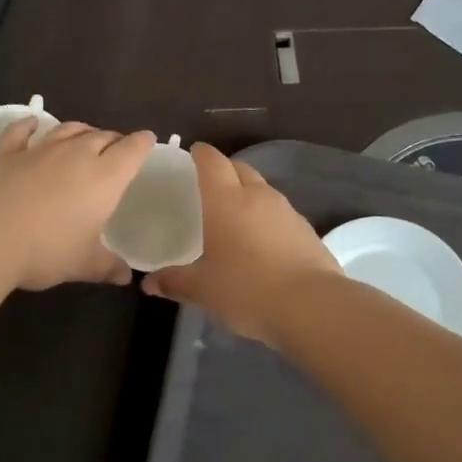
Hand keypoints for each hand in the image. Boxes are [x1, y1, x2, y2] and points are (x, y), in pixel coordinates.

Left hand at [0, 119, 155, 290]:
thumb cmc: (46, 251)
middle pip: (102, 136)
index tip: (148, 140)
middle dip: (113, 140)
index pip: (132, 149)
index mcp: (105, 177)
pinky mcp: (8, 153)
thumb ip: (108, 266)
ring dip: (80, 131)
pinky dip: (29, 125)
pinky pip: (21, 131)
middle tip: (117, 149)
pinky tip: (32, 123)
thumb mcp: (83, 264)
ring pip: (68, 129)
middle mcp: (76, 155)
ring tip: (85, 136)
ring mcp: (40, 150)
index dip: (143, 143)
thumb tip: (126, 277)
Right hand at [143, 143, 339, 345]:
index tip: (190, 156)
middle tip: (207, 187)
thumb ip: (174, 282)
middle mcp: (257, 196)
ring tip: (232, 215)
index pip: (211, 161)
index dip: (199, 154)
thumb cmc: (247, 290)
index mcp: (225, 200)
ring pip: (262, 189)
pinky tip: (260, 241)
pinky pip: (279, 212)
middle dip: (224, 170)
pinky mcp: (306, 230)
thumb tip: (149, 283)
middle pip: (239, 168)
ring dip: (247, 193)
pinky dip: (266, 217)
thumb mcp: (203, 290)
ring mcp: (286, 211)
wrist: (312, 306)